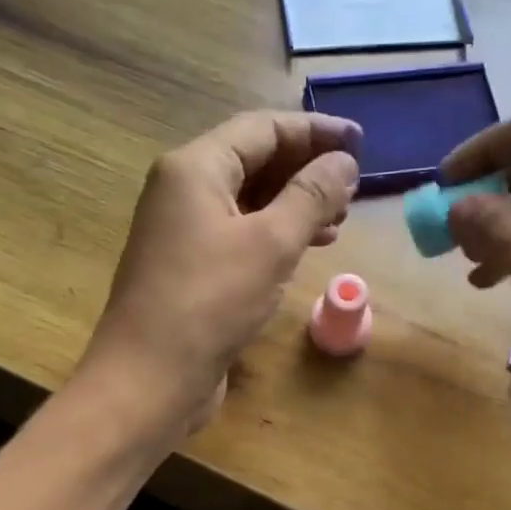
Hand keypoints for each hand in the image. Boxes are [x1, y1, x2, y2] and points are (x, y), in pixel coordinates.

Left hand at [78, 110, 360, 437]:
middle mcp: (184, 191)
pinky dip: (276, 236)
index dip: (314, 131)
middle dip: (306, 170)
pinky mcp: (191, 269)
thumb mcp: (271, 243)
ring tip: (340, 219)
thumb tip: (344, 162)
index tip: (360, 142)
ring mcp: (184, 232)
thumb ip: (311, 196)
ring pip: (249, 202)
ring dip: (295, 205)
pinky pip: (240, 236)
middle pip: (254, 161)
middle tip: (353, 187)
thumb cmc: (210, 303)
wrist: (149, 380)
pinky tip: (307, 250)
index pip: (262, 129)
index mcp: (195, 168)